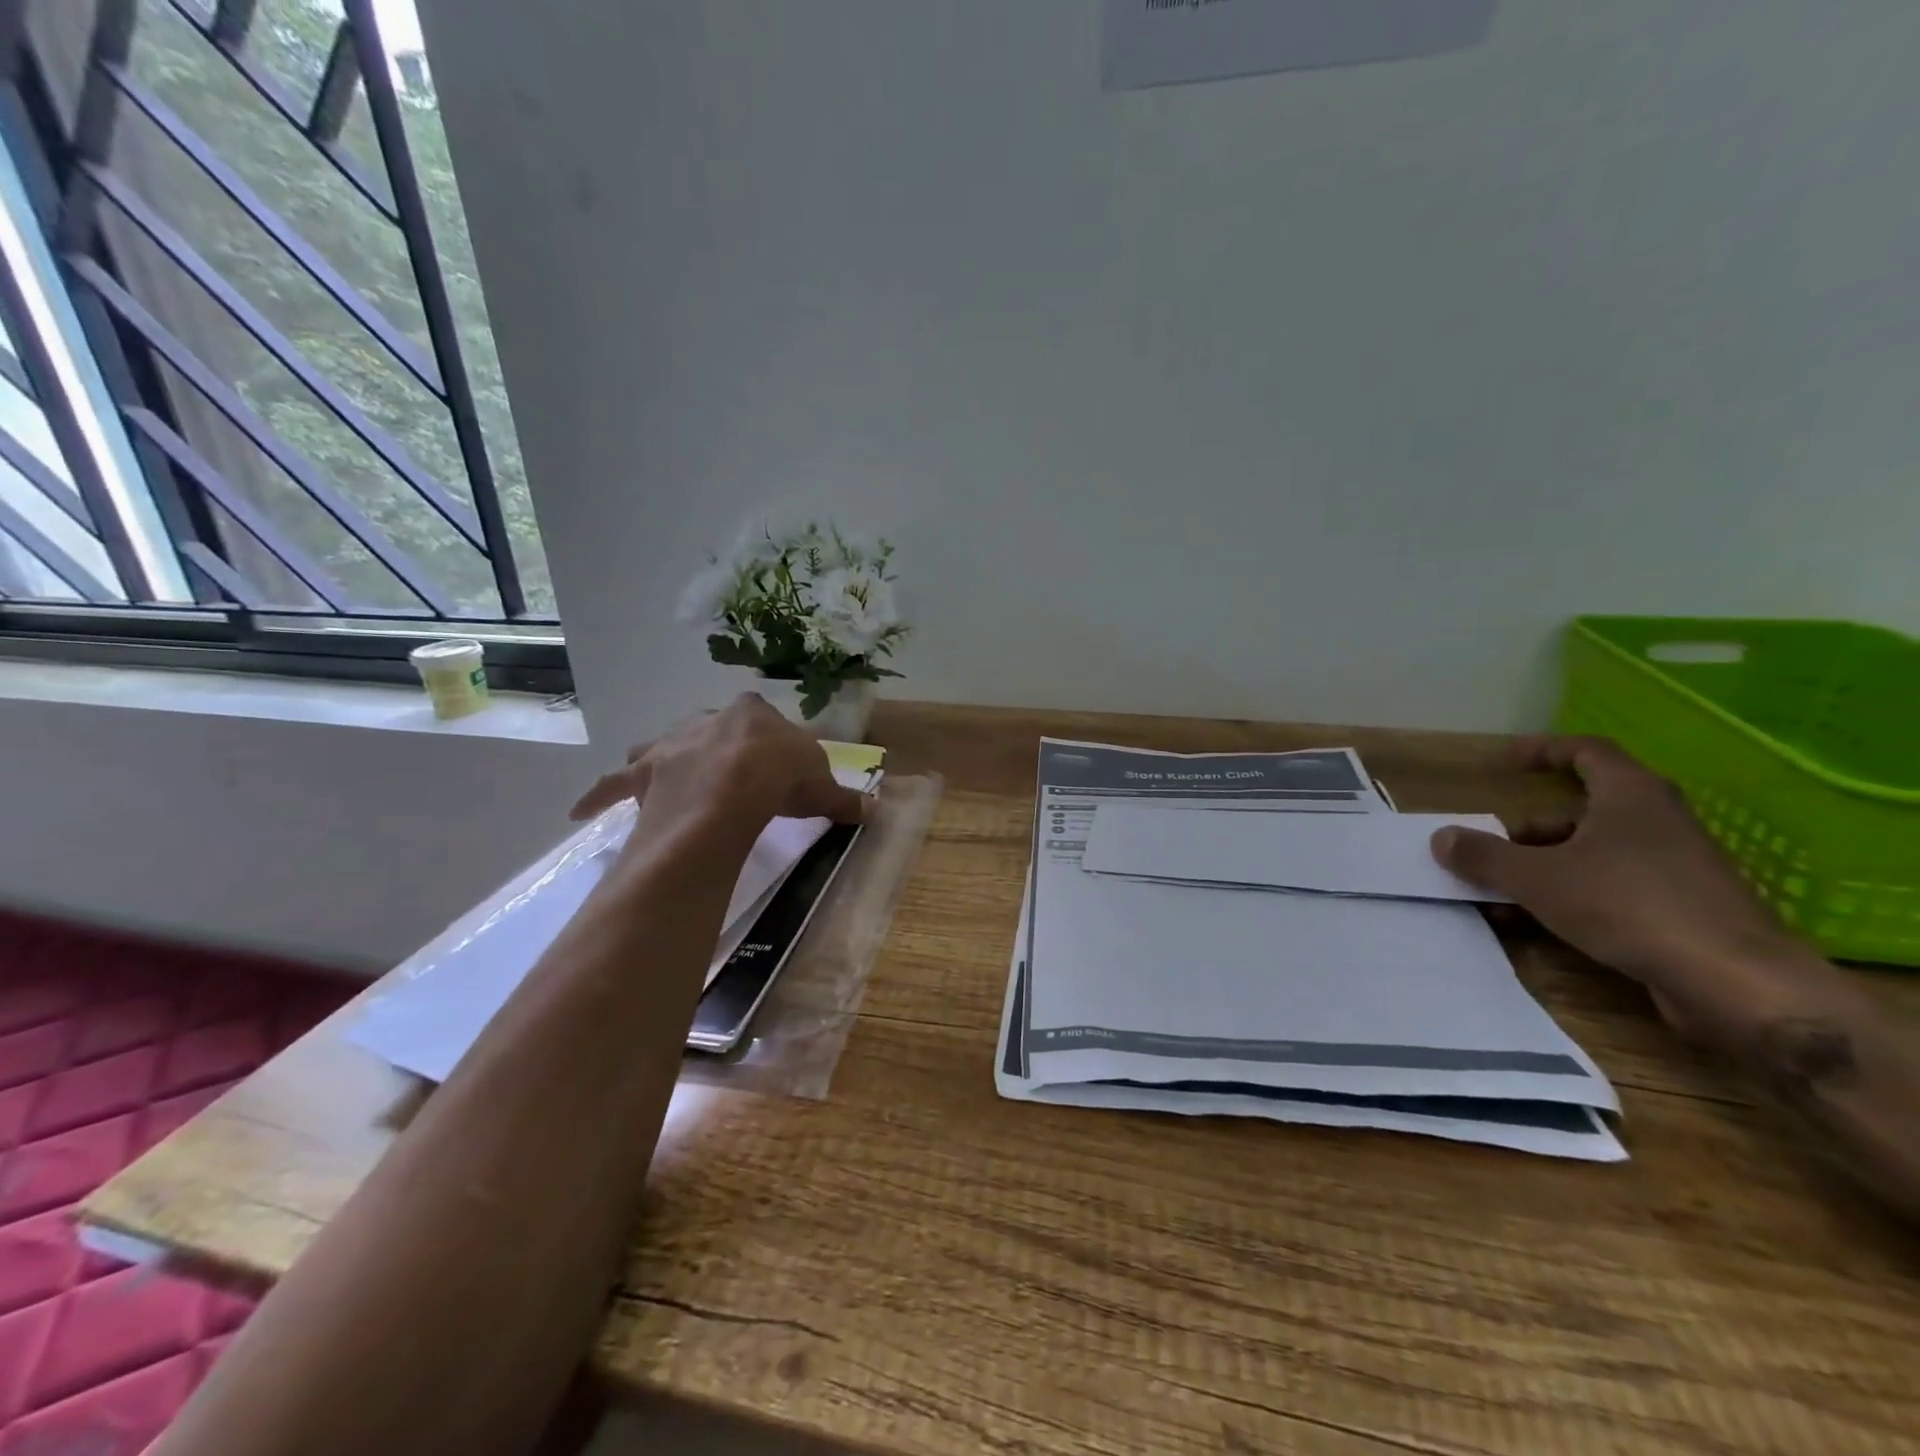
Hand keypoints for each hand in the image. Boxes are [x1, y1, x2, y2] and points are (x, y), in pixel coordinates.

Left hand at [568, 694, 871, 831]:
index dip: (769, 744)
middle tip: (729, 775)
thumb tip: (873, 809)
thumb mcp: (821, 784)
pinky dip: (599, 795)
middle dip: (718, 748)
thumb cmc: (781, 776)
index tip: (776, 766)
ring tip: (663, 774)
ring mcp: (671, 745)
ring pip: (660, 747)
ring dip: (663, 759)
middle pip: (711, 730)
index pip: (761, 721)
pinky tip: (580, 810)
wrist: (735, 789)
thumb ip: (842, 796)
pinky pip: (615, 783)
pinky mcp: (644, 775)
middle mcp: (706, 720)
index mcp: (751, 713)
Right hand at [1430, 736, 1829, 1029]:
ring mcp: (1677, 864)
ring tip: (1504, 892)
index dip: (1543, 751)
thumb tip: (1441, 838)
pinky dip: (1574, 893)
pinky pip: (1614, 884)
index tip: (1505, 762)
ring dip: (1546, 864)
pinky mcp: (1684, 906)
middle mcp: (1658, 820)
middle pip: (1583, 808)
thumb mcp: (1537, 878)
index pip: (1587, 751)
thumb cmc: (1628, 905)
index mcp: (1631, 795)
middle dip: (1531, 827)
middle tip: (1493, 847)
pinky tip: (1541, 922)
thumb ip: (1484, 856)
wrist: (1735, 981)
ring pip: (1596, 850)